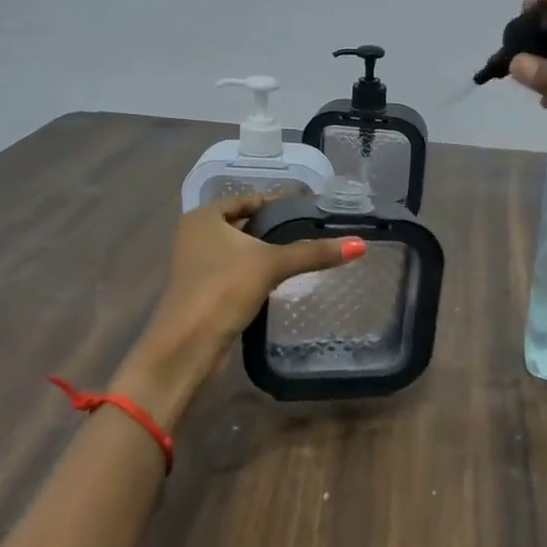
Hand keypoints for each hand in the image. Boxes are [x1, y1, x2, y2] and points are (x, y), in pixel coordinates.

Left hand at [141, 194, 365, 370]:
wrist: (187, 347)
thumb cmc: (222, 290)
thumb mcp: (271, 265)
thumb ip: (313, 252)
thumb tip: (360, 244)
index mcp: (203, 218)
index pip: (246, 199)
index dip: (276, 202)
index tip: (308, 207)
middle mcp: (196, 237)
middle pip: (243, 225)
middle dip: (273, 228)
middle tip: (311, 229)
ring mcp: (198, 267)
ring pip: (240, 251)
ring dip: (265, 253)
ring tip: (303, 253)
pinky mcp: (205, 293)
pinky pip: (237, 274)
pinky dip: (257, 274)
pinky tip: (281, 280)